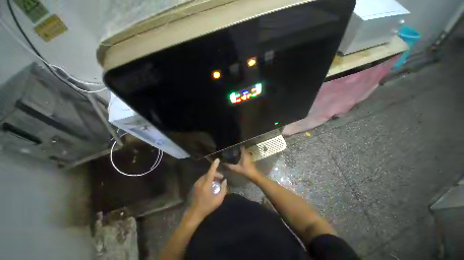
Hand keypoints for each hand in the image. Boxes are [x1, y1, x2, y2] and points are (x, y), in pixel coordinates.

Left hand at [187, 159, 227, 221]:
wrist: (195, 213)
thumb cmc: (208, 206)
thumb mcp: (218, 199)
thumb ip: (223, 189)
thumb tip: (225, 181)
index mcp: (206, 185)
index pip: (211, 172)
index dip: (214, 165)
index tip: (217, 159)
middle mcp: (201, 182)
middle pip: (209, 173)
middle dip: (216, 173)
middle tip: (221, 178)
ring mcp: (197, 184)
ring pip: (206, 175)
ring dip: (212, 176)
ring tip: (217, 181)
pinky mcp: (196, 186)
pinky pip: (203, 179)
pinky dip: (208, 178)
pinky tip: (211, 184)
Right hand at [225, 147, 260, 179]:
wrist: (254, 175)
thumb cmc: (245, 170)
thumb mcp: (236, 168)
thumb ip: (229, 166)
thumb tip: (223, 163)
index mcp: (244, 154)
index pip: (241, 147)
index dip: (238, 146)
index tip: (233, 146)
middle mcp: (247, 154)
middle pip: (243, 149)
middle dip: (238, 149)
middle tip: (232, 150)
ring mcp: (250, 156)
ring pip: (245, 152)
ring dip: (241, 153)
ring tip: (235, 154)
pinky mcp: (250, 160)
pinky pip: (246, 155)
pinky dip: (243, 156)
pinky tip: (239, 158)